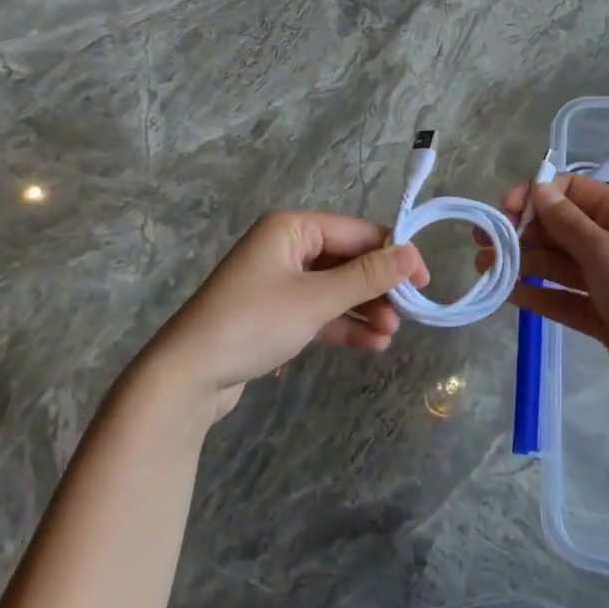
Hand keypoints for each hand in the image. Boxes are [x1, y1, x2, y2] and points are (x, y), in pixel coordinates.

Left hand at [143, 212, 428, 423]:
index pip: (356, 232)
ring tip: (390, 334)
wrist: (185, 378)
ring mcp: (278, 281)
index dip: (393, 254)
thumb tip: (413, 254)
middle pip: (347, 260)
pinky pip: (319, 310)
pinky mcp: (274, 313)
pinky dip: (343, 324)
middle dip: (377, 287)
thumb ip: (367, 276)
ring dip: (364, 308)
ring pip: (335, 288)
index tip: (423, 280)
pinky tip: (371, 344)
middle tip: (406, 314)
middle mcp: (286, 247)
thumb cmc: (252, 324)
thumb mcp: (316, 299)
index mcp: (291, 228)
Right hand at [481, 175, 608, 420]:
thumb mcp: (606, 253)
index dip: (537, 196)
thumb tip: (539, 189)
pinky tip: (507, 294)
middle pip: (559, 227)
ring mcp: (605, 280)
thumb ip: (568, 223)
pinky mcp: (599, 314)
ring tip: (485, 268)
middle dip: (522, 231)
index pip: (572, 191)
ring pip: (556, 263)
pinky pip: (561, 297)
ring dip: (522, 262)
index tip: (505, 210)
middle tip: (482, 241)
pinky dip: (537, 294)